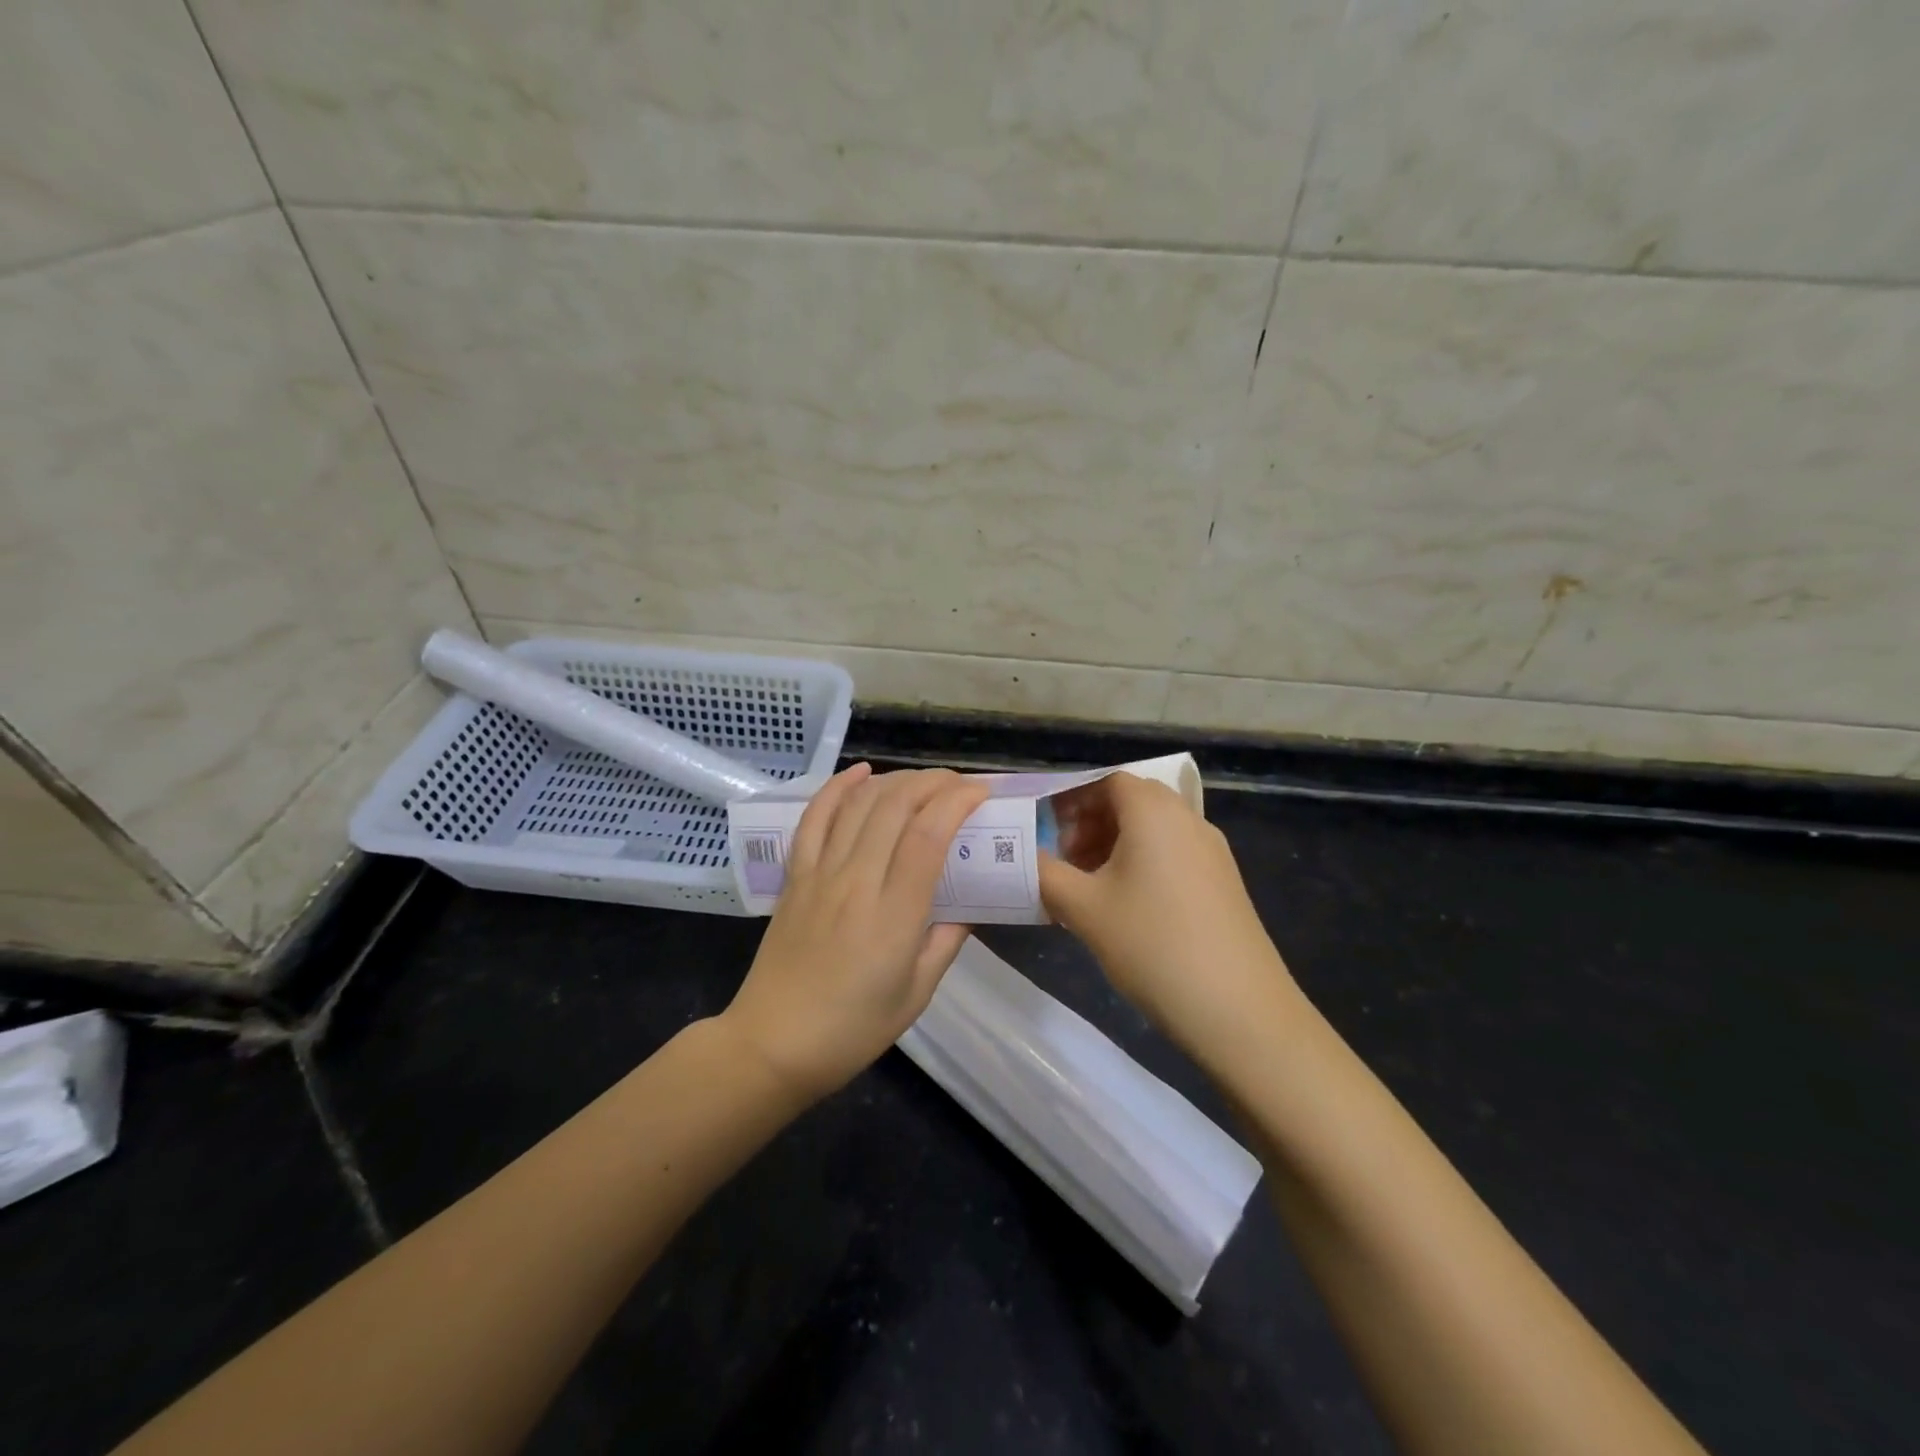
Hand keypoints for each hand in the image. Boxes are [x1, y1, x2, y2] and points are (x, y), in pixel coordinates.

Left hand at [721, 764, 989, 1101]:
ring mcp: (820, 875)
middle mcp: (856, 883)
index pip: (928, 836)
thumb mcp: (916, 994)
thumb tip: (968, 907)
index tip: (980, 793)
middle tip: (958, 783)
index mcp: (894, 916)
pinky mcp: (795, 876)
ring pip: (858, 805)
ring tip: (922, 781)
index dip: (956, 802)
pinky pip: (814, 819)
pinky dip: (837, 788)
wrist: (773, 1044)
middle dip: (932, 782)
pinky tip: (859, 772)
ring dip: (894, 780)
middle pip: (895, 807)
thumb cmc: (852, 1030)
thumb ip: (946, 942)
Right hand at [1039, 772, 1300, 1069]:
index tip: (1043, 828)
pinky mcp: (1223, 883)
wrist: (1239, 1010)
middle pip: (1130, 802)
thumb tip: (1017, 855)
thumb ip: (1042, 872)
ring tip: (1085, 887)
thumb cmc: (1152, 944)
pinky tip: (1122, 907)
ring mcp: (1211, 851)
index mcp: (1153, 811)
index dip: (1070, 798)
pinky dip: (1140, 864)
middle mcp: (1187, 819)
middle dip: (1088, 823)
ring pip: (1151, 830)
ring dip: (1113, 846)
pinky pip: (1172, 854)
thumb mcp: (1082, 908)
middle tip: (1060, 859)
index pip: (1106, 780)